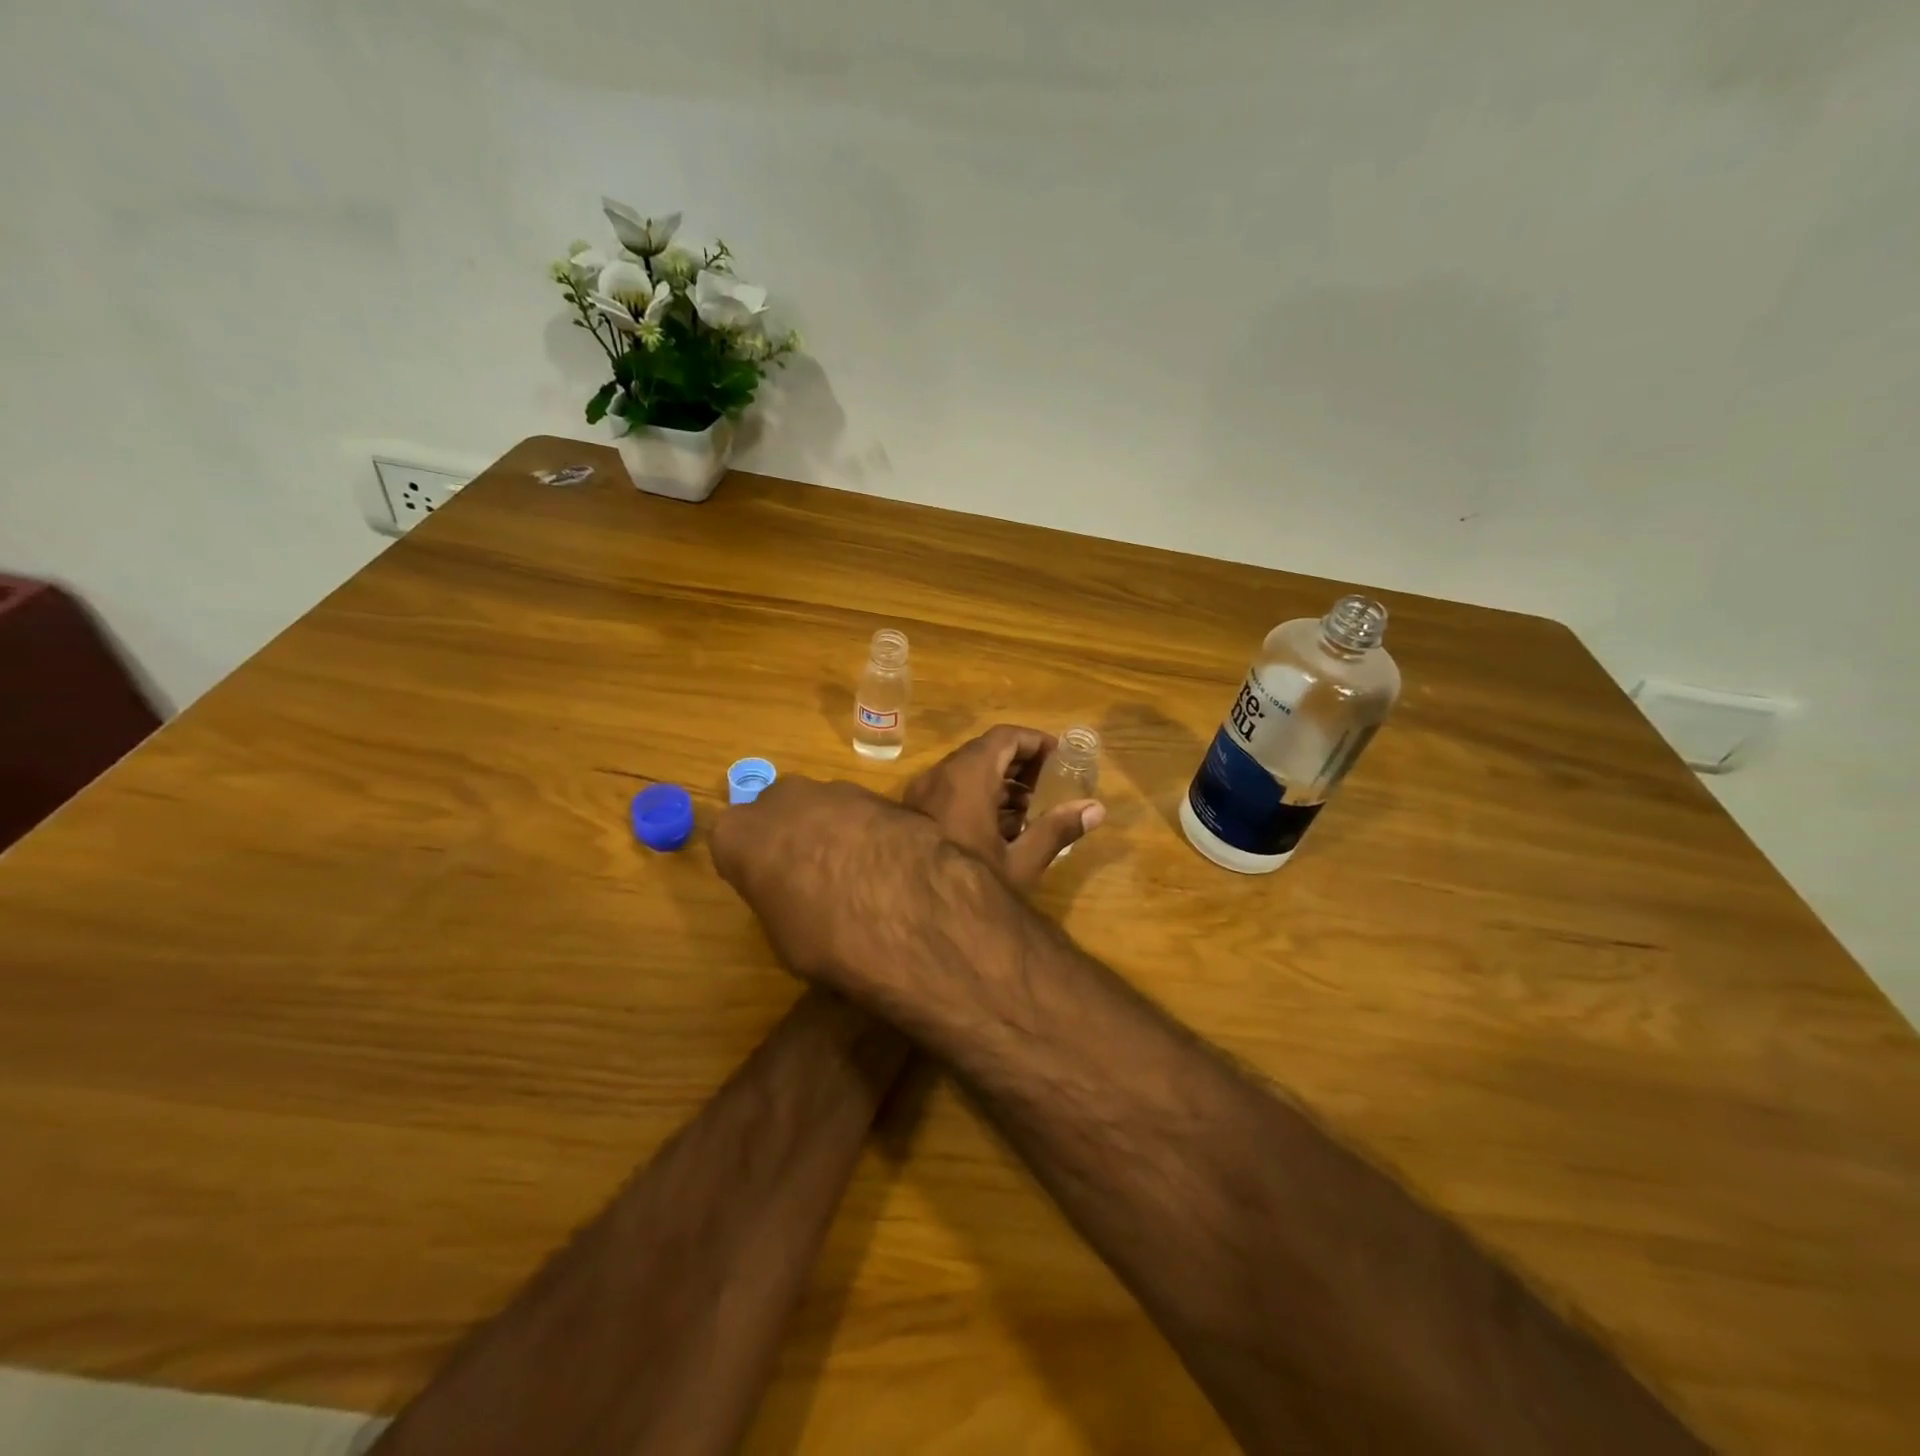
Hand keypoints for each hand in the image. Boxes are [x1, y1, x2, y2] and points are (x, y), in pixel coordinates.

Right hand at [710, 776, 947, 988]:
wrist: (902, 905)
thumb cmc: (823, 932)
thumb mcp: (783, 934)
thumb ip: (779, 898)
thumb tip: (797, 898)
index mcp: (738, 834)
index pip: (733, 845)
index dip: (755, 868)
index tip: (773, 889)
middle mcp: (780, 798)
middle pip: (778, 815)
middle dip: (793, 838)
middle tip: (814, 878)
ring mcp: (833, 789)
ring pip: (823, 808)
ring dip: (834, 832)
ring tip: (859, 875)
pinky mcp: (880, 791)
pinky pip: (863, 813)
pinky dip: (870, 832)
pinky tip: (889, 865)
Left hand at [903, 725, 1104, 891]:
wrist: (911, 910)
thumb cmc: (970, 882)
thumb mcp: (1021, 862)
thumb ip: (1057, 830)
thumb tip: (1096, 809)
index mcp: (968, 777)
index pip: (1005, 738)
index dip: (1035, 742)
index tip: (1060, 757)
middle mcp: (940, 776)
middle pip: (985, 753)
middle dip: (1021, 764)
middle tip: (1050, 783)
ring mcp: (923, 794)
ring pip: (967, 773)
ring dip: (1000, 783)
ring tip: (1031, 809)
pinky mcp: (914, 814)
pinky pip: (951, 790)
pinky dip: (978, 796)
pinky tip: (1001, 828)